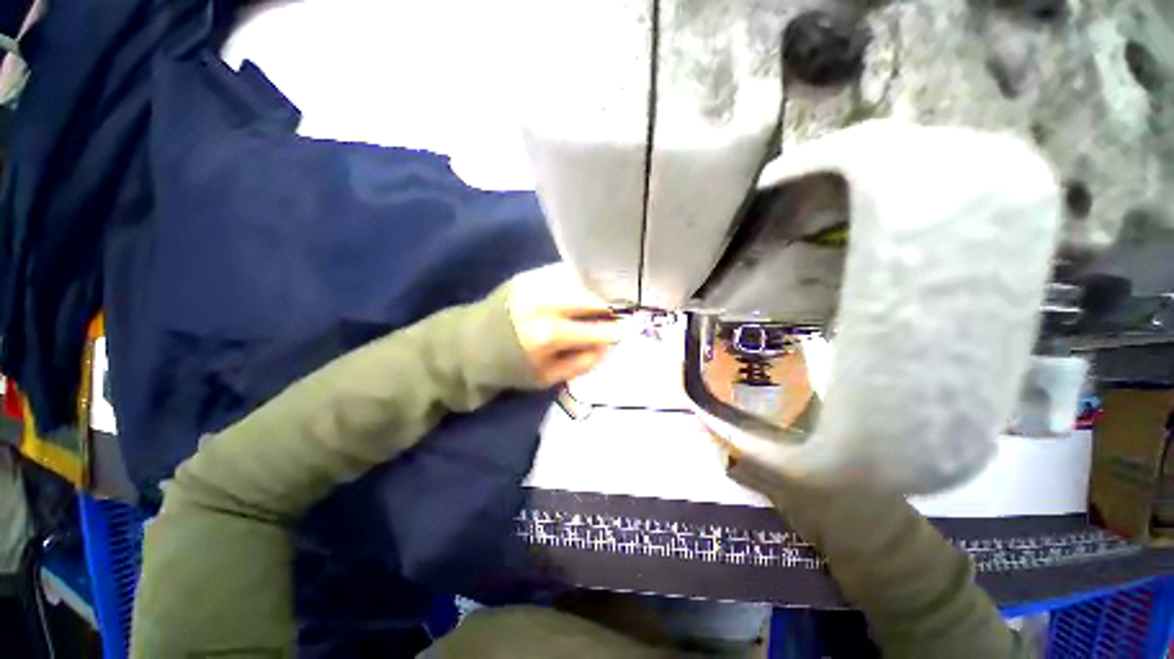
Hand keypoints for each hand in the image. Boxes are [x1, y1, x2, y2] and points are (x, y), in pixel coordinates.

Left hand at [507, 264, 625, 385]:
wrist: (465, 345)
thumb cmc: (507, 368)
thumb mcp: (545, 378)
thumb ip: (581, 362)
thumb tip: (609, 346)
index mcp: (545, 335)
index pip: (594, 329)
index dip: (615, 330)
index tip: (629, 331)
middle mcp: (541, 302)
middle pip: (590, 297)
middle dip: (611, 305)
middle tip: (622, 313)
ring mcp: (533, 283)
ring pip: (579, 281)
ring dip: (598, 290)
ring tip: (609, 300)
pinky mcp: (528, 275)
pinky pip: (564, 274)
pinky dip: (580, 282)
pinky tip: (587, 290)